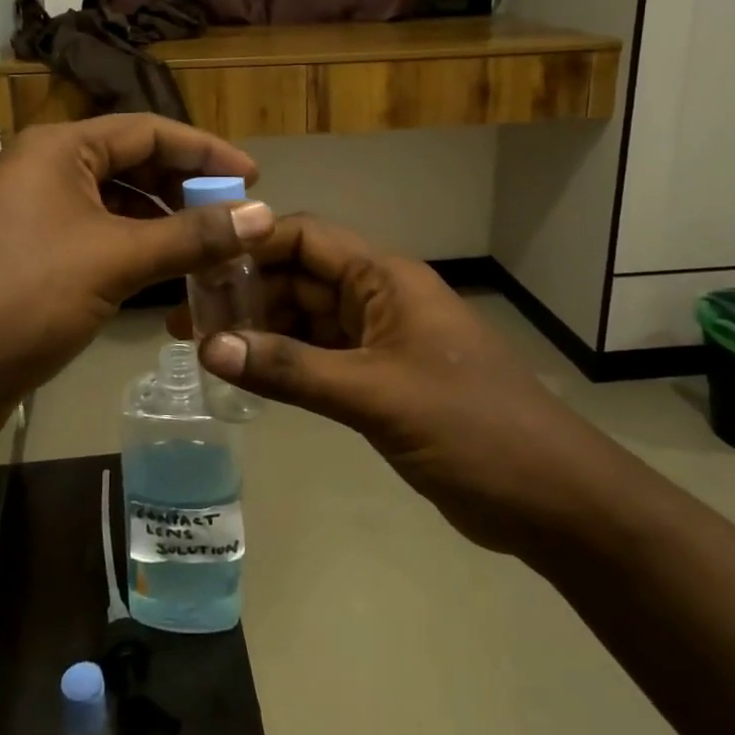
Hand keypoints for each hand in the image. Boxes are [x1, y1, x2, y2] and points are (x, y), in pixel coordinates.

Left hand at [0, 115, 273, 454]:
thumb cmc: (22, 293)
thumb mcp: (114, 258)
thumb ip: (191, 236)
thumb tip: (263, 216)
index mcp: (59, 149)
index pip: (148, 130)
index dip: (205, 150)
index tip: (254, 178)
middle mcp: (43, 172)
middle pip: (131, 165)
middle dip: (185, 189)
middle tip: (234, 218)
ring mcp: (32, 219)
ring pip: (114, 208)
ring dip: (162, 224)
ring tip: (209, 249)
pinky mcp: (29, 263)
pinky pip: (96, 242)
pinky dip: (134, 252)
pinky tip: (163, 276)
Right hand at [175, 215, 620, 559]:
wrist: (549, 497)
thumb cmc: (470, 428)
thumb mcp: (375, 395)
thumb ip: (291, 370)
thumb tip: (210, 346)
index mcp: (385, 278)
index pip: (306, 237)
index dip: (252, 244)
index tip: (197, 264)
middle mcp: (378, 298)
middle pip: (299, 277)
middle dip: (245, 292)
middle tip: (186, 318)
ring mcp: (379, 340)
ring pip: (306, 319)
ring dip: (260, 329)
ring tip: (201, 347)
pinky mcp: (379, 380)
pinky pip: (320, 357)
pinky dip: (284, 362)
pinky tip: (245, 374)